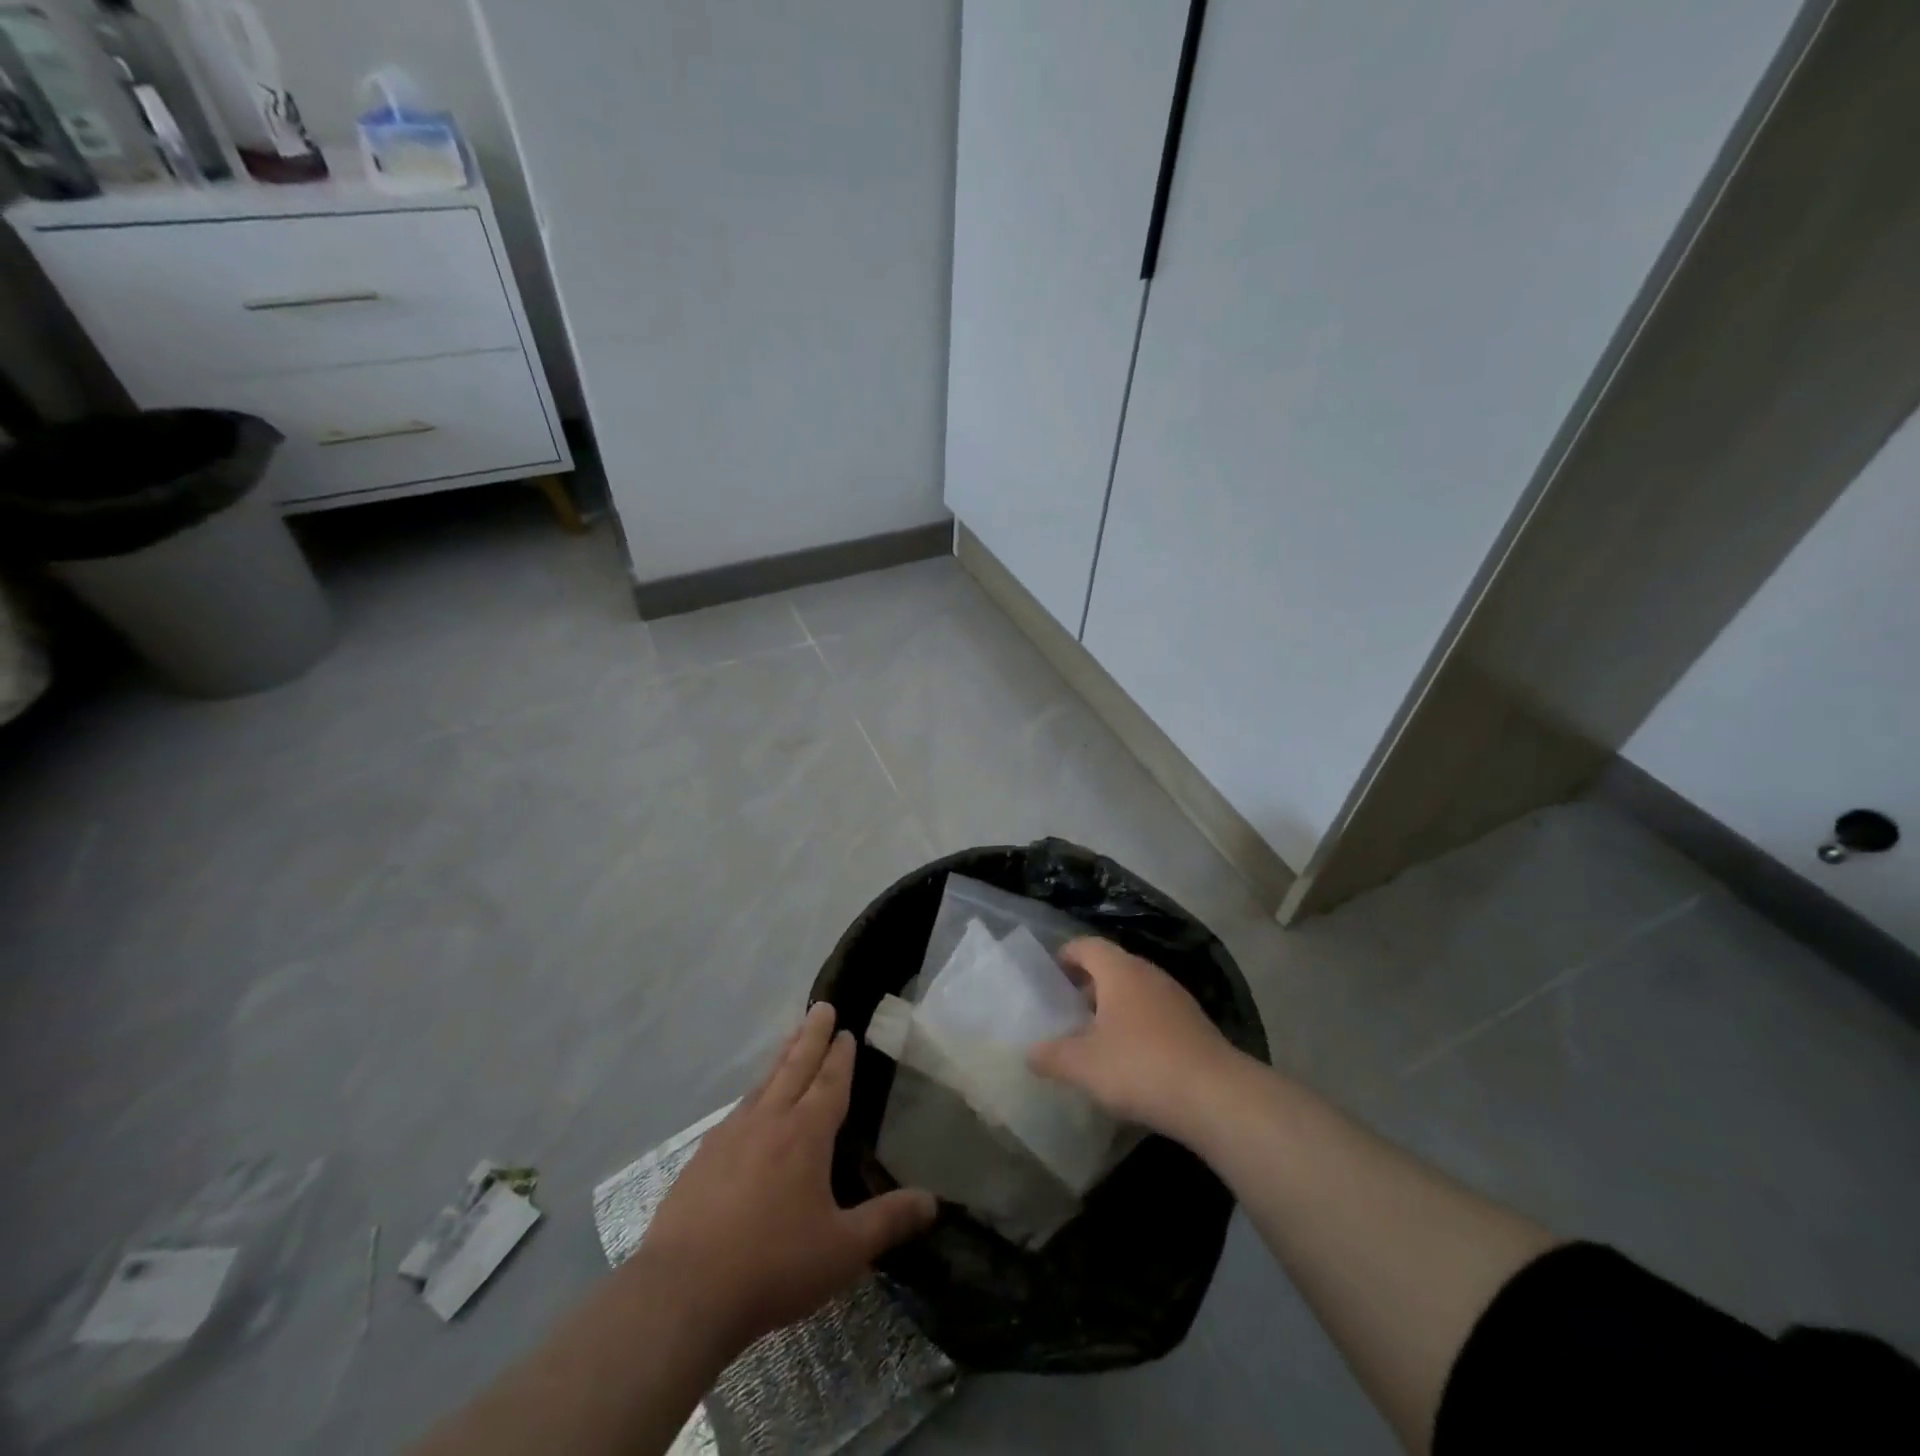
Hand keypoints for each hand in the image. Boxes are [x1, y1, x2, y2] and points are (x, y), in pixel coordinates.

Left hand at [638, 1003, 936, 1354]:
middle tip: (821, 1006)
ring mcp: (730, 1136)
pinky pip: (737, 1111)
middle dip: (811, 1036)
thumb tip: (932, 1201)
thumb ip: (888, 1221)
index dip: (840, 1055)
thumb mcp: (843, 1250)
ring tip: (792, 1040)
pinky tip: (750, 1105)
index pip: (829, 1082)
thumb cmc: (773, 1265)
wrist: (682, 1293)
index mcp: (805, 1133)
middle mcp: (769, 1121)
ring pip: (763, 1083)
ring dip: (782, 1058)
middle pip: (795, 1067)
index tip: (846, 1030)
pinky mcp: (702, 1158)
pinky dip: (753, 1094)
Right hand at [1028, 938, 1241, 1142]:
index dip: (1066, 955)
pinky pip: (1156, 1014)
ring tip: (1095, 1037)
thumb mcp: (1083, 1065)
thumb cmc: (1139, 1066)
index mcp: (1119, 971)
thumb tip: (1030, 1053)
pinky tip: (1130, 1059)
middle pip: (1112, 967)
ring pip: (1136, 991)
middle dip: (1088, 985)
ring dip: (1114, 1007)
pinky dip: (1137, 1026)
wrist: (1216, 1096)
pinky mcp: (1195, 1025)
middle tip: (1067, 1011)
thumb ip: (1052, 1056)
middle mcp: (1149, 974)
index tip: (1050, 976)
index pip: (1087, 945)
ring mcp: (1176, 998)